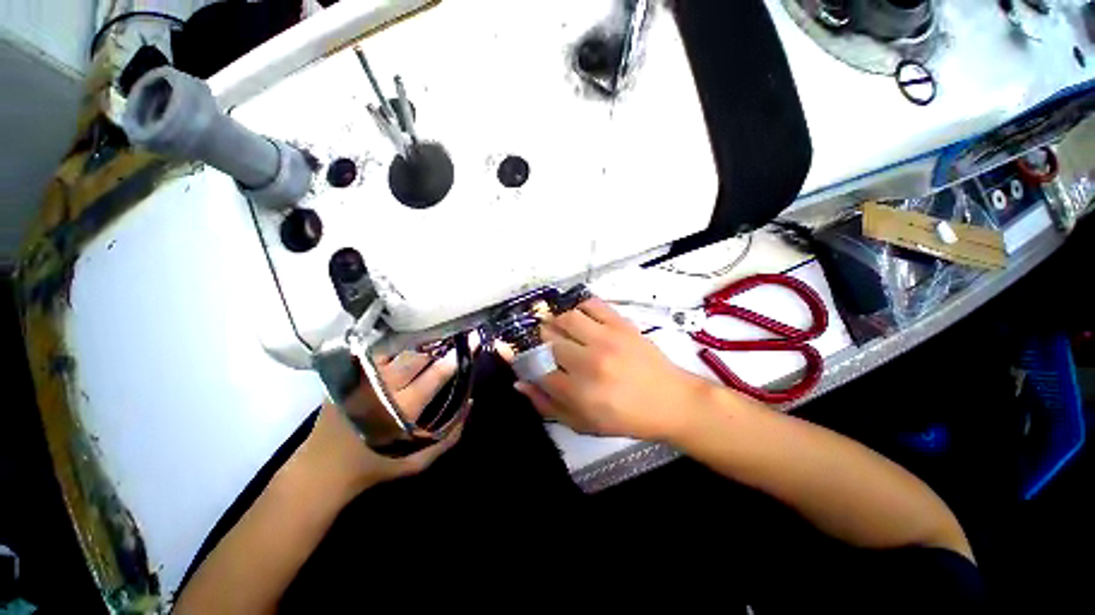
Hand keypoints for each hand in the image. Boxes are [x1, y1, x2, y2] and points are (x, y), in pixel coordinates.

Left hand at [294, 350, 462, 499]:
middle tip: (453, 335)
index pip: (436, 374)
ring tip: (432, 334)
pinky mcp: (346, 376)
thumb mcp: (418, 462)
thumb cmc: (375, 466)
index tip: (472, 341)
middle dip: (438, 344)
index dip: (455, 357)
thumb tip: (470, 402)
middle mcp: (383, 387)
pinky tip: (404, 341)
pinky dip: (393, 345)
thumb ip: (450, 436)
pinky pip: (375, 353)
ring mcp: (361, 379)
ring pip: (396, 350)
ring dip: (417, 342)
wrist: (321, 471)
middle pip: (417, 356)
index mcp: (402, 408)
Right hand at [514, 298, 709, 440]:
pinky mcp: (621, 324)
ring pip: (565, 318)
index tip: (525, 359)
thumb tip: (519, 383)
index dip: (526, 363)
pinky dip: (580, 307)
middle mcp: (589, 362)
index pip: (537, 369)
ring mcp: (606, 339)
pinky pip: (591, 304)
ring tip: (561, 331)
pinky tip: (580, 318)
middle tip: (548, 347)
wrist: (671, 400)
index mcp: (579, 393)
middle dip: (542, 343)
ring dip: (556, 323)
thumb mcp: (583, 424)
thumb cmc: (626, 418)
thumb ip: (547, 406)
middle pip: (548, 340)